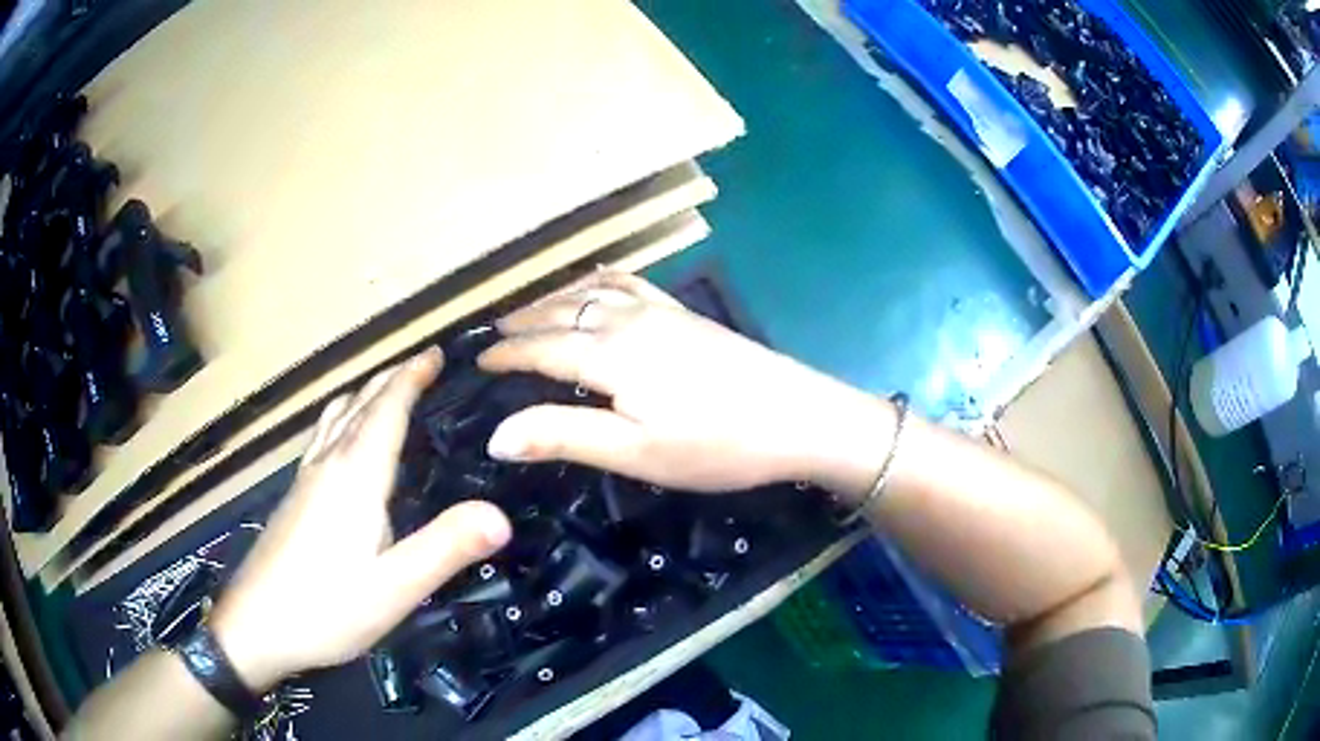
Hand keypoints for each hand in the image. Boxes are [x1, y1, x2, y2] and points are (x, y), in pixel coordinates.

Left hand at [209, 349, 511, 691]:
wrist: (256, 626)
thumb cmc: (326, 607)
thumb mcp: (395, 588)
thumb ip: (446, 549)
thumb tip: (501, 515)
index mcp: (355, 477)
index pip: (386, 411)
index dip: (411, 378)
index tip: (436, 352)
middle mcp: (327, 465)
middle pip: (359, 405)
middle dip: (391, 378)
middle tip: (422, 363)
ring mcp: (305, 480)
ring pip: (334, 417)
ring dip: (364, 394)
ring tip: (385, 388)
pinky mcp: (293, 499)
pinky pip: (322, 437)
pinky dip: (343, 418)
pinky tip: (342, 440)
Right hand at [479, 272, 880, 493]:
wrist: (798, 417)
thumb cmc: (716, 446)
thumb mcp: (636, 452)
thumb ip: (564, 436)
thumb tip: (495, 436)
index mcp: (610, 355)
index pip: (541, 347)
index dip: (506, 355)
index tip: (477, 363)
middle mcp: (629, 320)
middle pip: (561, 313)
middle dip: (522, 322)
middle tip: (492, 335)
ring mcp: (661, 311)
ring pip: (592, 293)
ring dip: (554, 300)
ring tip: (529, 310)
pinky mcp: (685, 314)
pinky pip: (629, 283)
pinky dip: (599, 281)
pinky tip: (597, 283)